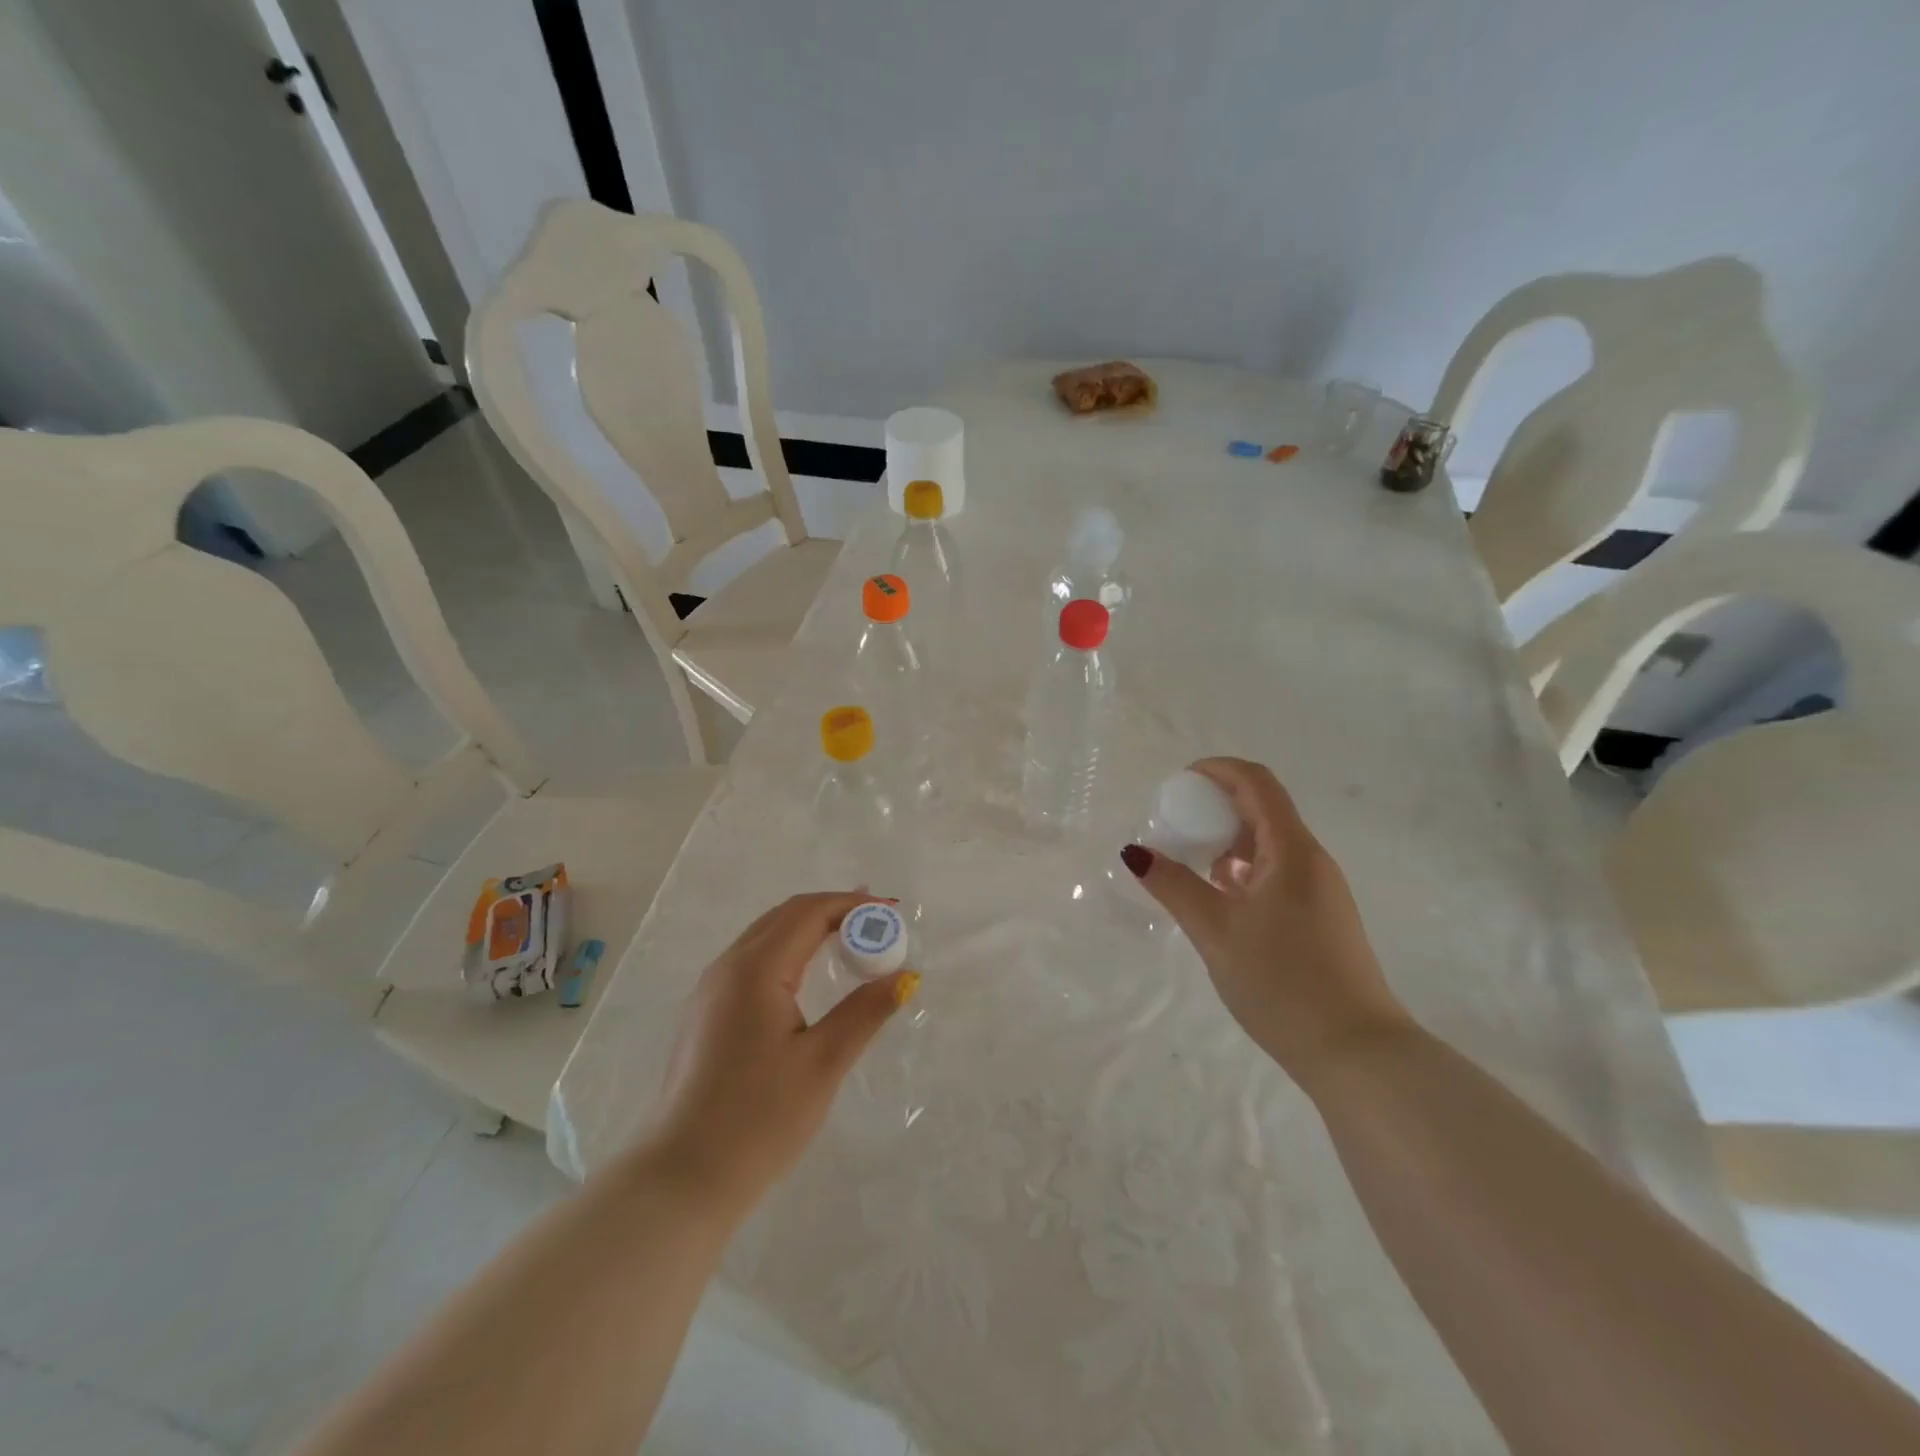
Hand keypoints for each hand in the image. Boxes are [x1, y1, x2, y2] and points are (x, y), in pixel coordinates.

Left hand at [640, 891, 917, 1217]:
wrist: (682, 1179)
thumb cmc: (759, 1120)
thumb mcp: (823, 1064)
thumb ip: (866, 1011)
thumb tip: (906, 976)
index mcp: (755, 970)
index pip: (809, 913)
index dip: (852, 905)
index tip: (892, 912)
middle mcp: (727, 966)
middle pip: (785, 916)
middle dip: (833, 909)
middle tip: (877, 920)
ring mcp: (711, 989)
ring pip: (766, 935)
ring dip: (810, 927)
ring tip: (851, 936)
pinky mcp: (706, 1012)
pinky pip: (752, 959)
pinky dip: (789, 949)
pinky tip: (809, 972)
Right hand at [1121, 757, 1410, 1081]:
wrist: (1356, 1053)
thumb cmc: (1282, 983)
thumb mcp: (1216, 932)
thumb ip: (1174, 886)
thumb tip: (1136, 852)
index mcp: (1292, 851)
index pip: (1257, 783)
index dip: (1217, 770)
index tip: (1179, 782)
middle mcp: (1311, 861)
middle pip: (1263, 809)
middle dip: (1216, 806)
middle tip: (1174, 824)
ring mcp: (1320, 890)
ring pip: (1269, 844)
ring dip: (1227, 840)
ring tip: (1189, 863)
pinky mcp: (1321, 917)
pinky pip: (1277, 872)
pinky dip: (1243, 869)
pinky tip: (1219, 899)